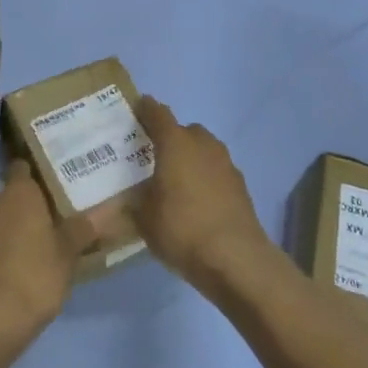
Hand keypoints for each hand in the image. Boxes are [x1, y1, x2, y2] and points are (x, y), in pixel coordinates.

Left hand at [0, 161, 96, 342]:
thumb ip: (83, 228)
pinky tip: (17, 262)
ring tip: (36, 239)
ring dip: (10, 226)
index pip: (23, 166)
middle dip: (25, 203)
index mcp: (17, 192)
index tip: (53, 178)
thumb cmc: (34, 274)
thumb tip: (108, 208)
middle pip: (9, 194)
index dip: (36, 171)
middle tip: (50, 213)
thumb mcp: (68, 253)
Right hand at [132, 97, 270, 295]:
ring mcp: (226, 164)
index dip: (146, 109)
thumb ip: (133, 202)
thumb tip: (127, 198)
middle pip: (185, 130)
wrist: (235, 258)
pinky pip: (216, 171)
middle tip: (153, 155)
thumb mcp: (144, 218)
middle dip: (171, 138)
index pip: (158, 114)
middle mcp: (203, 145)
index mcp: (176, 143)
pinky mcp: (240, 186)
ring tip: (175, 180)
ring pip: (204, 150)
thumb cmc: (182, 229)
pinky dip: (205, 178)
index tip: (136, 109)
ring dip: (191, 158)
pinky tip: (196, 201)